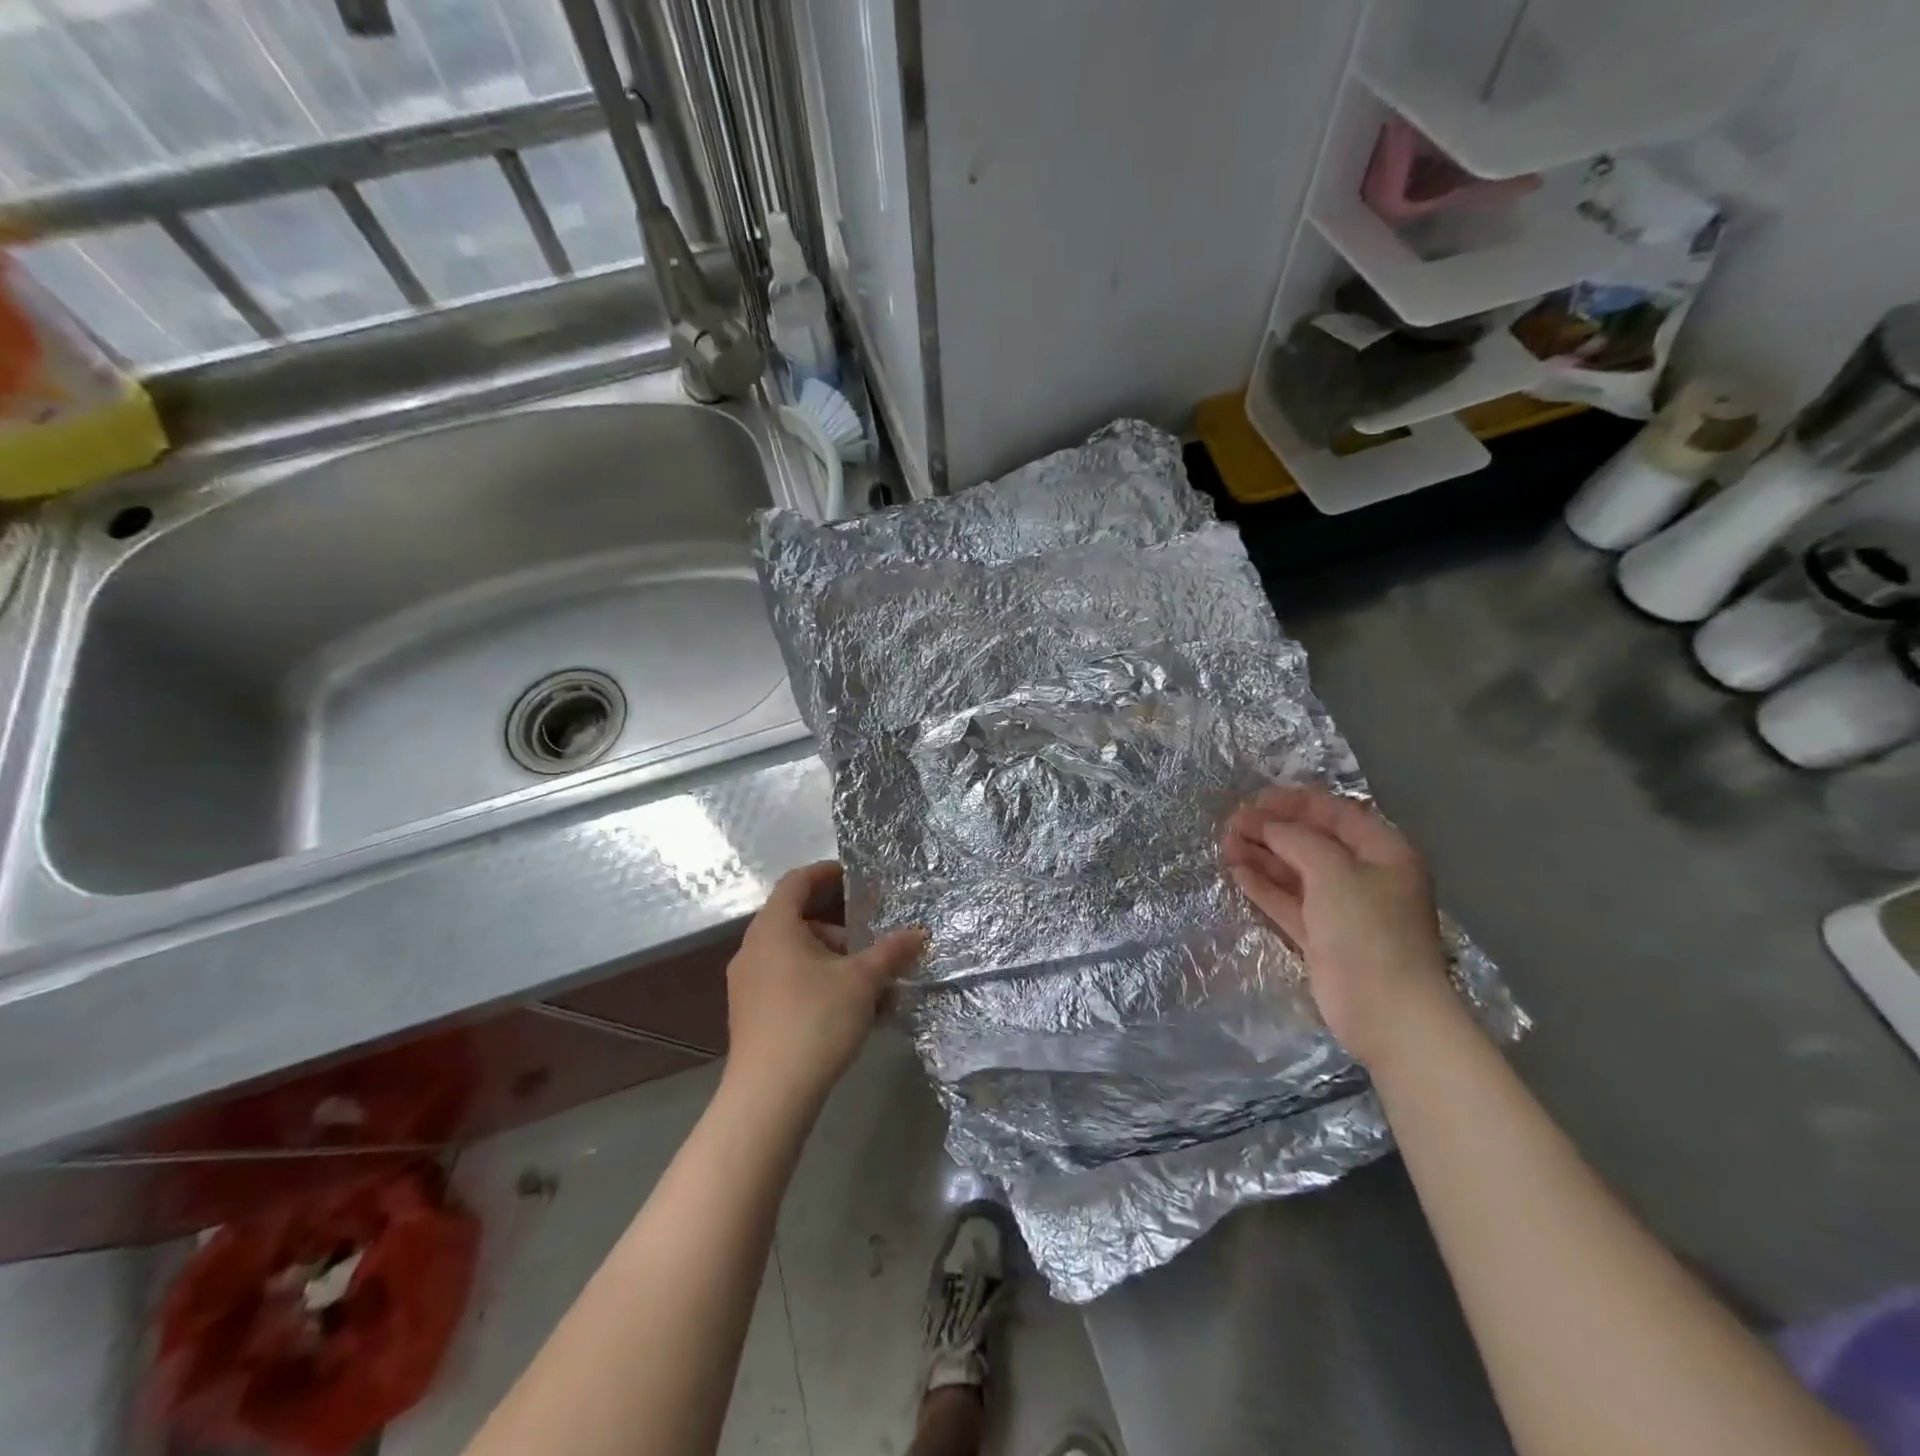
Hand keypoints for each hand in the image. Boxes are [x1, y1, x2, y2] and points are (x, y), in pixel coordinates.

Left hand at [723, 861, 924, 1103]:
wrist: (769, 1096)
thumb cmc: (815, 1020)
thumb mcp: (863, 981)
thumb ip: (892, 952)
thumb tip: (920, 933)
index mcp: (774, 928)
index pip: (796, 882)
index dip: (825, 873)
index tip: (854, 876)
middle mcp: (754, 949)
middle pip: (799, 921)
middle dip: (840, 928)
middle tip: (872, 943)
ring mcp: (748, 984)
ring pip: (796, 956)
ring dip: (834, 962)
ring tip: (871, 986)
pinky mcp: (751, 1014)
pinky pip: (789, 983)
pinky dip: (819, 984)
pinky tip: (852, 1012)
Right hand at [1222, 785, 1454, 1065]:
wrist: (1386, 1011)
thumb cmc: (1367, 930)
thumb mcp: (1333, 872)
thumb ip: (1296, 840)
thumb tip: (1266, 824)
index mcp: (1384, 852)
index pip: (1336, 814)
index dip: (1295, 802)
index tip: (1255, 799)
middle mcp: (1365, 876)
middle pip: (1313, 842)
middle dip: (1273, 830)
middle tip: (1233, 823)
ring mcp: (1343, 909)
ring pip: (1297, 873)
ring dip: (1263, 856)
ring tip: (1226, 844)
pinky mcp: (1323, 937)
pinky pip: (1290, 903)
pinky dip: (1265, 887)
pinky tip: (1238, 872)